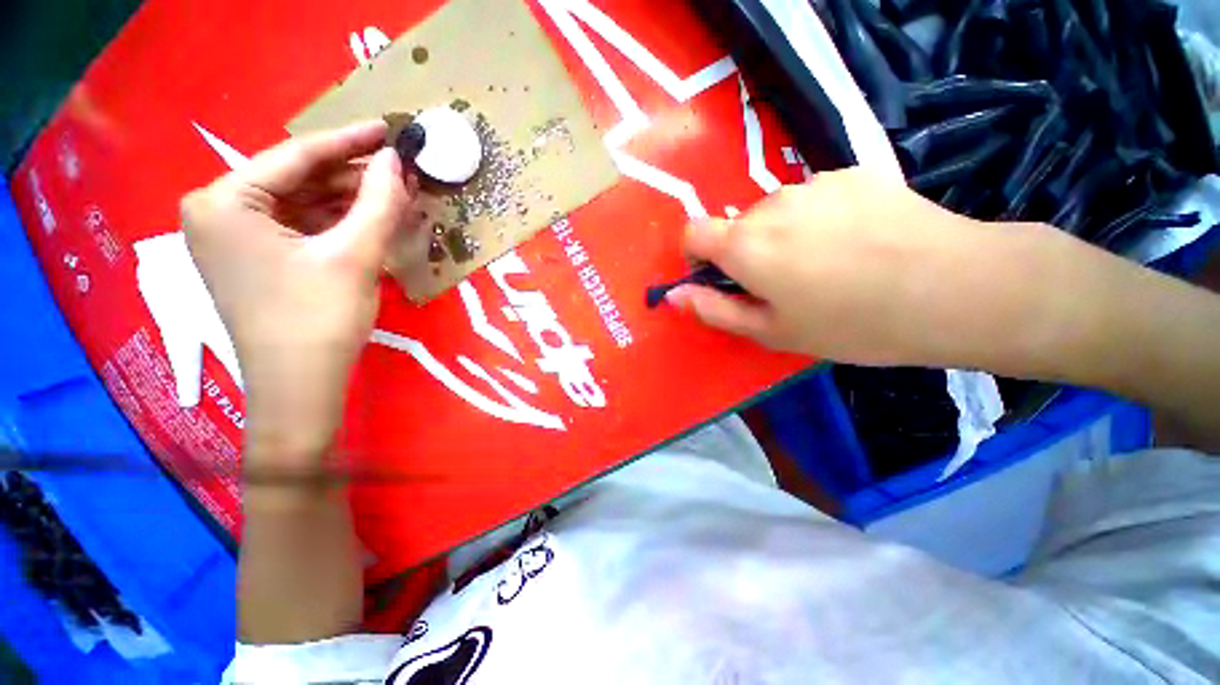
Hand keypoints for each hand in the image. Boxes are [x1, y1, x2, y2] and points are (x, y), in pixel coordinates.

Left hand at [182, 121, 420, 465]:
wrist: (301, 387)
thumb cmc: (318, 320)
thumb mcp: (354, 256)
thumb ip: (379, 202)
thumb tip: (398, 160)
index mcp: (224, 201)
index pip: (295, 156)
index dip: (349, 141)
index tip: (389, 128)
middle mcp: (219, 212)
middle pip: (298, 180)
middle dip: (353, 176)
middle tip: (401, 169)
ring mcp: (236, 238)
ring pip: (303, 204)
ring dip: (351, 200)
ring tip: (396, 192)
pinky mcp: (257, 260)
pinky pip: (303, 227)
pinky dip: (339, 222)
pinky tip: (373, 218)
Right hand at [669, 167, 1019, 366]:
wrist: (955, 288)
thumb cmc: (852, 323)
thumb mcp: (772, 331)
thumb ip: (715, 310)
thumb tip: (674, 295)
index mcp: (745, 245)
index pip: (693, 231)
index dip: (696, 254)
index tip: (718, 276)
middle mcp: (771, 205)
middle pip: (738, 224)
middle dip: (747, 251)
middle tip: (786, 284)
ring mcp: (814, 183)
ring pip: (777, 211)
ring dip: (784, 234)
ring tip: (829, 264)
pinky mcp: (853, 172)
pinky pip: (816, 197)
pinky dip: (820, 217)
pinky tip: (859, 241)